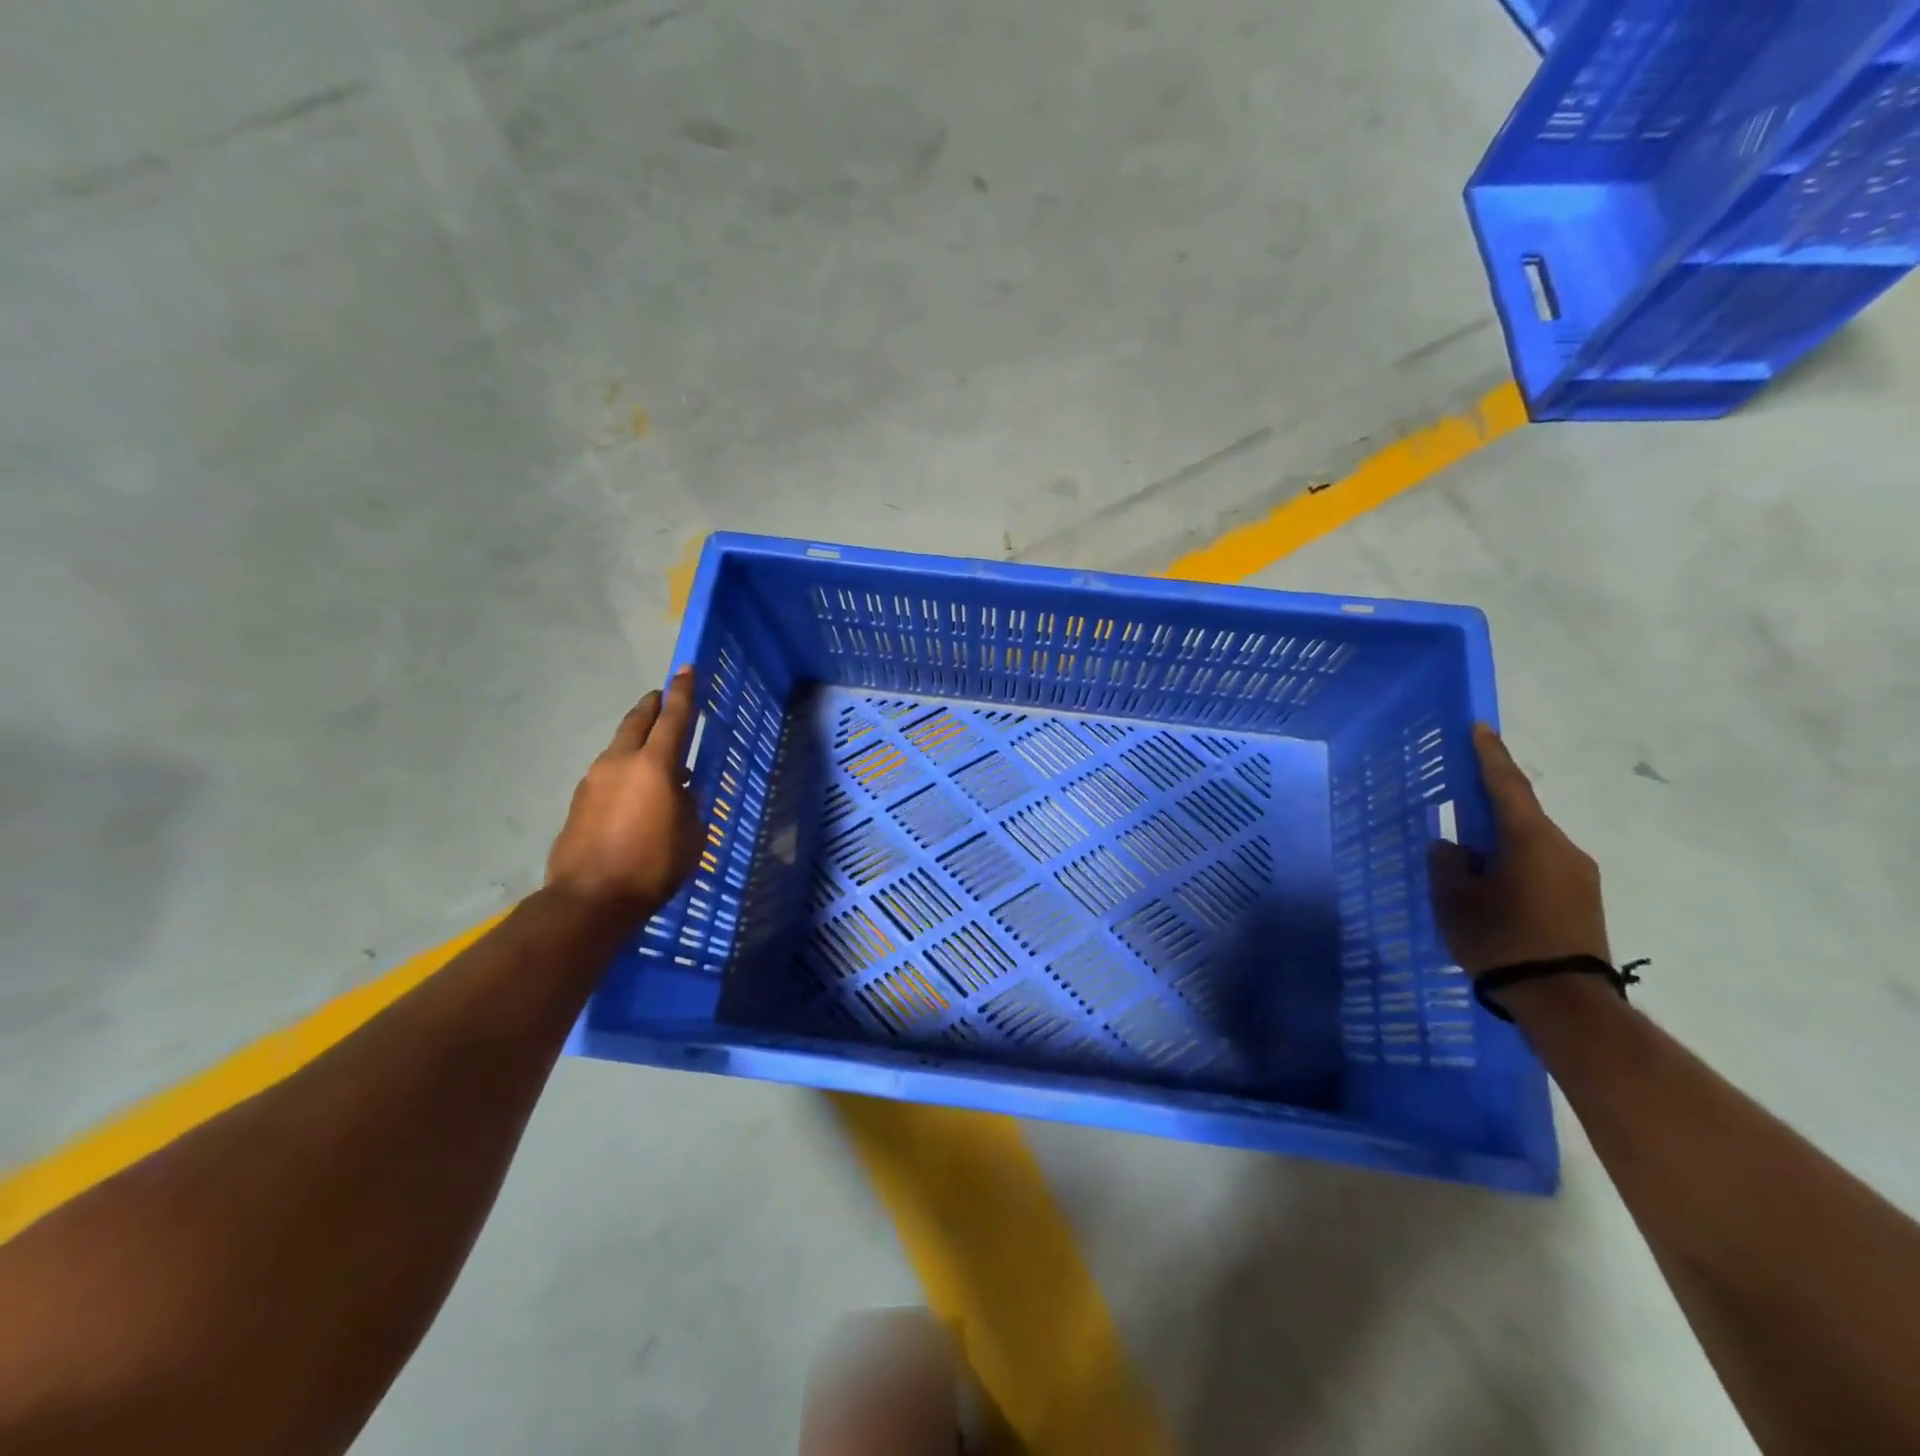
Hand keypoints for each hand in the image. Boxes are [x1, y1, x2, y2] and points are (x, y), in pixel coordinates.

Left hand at [547, 668, 701, 917]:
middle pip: (637, 721)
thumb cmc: (653, 865)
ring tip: (656, 757)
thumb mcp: (691, 834)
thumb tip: (678, 791)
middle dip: (653, 706)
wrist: (590, 899)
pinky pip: (608, 773)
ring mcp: (594, 779)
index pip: (674, 718)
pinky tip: (635, 793)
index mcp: (655, 766)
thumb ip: (688, 803)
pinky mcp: (579, 800)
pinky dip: (625, 770)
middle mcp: (620, 762)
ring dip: (638, 742)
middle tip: (664, 698)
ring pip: (620, 747)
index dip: (684, 692)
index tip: (686, 668)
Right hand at [1429, 724, 1609, 978]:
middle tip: (1458, 799)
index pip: (1506, 785)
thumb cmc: (1502, 941)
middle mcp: (1562, 848)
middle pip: (1520, 813)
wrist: (1566, 1001)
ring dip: (1500, 839)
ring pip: (1530, 842)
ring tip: (1469, 856)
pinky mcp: (1583, 899)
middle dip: (1489, 803)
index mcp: (1530, 839)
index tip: (1479, 727)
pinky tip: (1492, 883)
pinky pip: (1541, 864)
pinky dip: (1514, 861)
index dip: (1490, 755)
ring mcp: (1579, 875)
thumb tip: (1453, 847)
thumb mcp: (1456, 900)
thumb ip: (1449, 863)